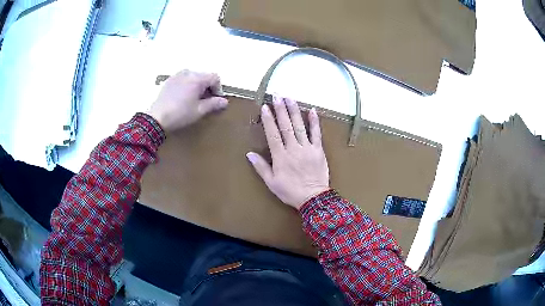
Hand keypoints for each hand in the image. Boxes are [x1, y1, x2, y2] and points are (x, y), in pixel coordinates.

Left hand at [146, 70, 228, 131]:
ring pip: (194, 77)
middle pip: (204, 76)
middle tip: (205, 101)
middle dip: (208, 87)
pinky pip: (184, 79)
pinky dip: (187, 86)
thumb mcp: (199, 111)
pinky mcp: (169, 80)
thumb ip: (214, 104)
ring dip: (198, 86)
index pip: (215, 77)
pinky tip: (183, 98)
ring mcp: (177, 75)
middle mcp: (188, 72)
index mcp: (197, 78)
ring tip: (193, 100)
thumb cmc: (180, 114)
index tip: (215, 100)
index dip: (218, 88)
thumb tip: (224, 101)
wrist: (156, 118)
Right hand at [247, 96, 329, 209]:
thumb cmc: (290, 191)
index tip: (265, 107)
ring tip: (290, 98)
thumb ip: (261, 167)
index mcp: (281, 157)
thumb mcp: (272, 183)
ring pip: (300, 126)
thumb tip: (249, 154)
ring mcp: (307, 148)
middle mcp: (293, 149)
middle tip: (277, 95)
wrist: (313, 199)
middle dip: (280, 109)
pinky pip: (317, 134)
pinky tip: (312, 110)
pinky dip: (315, 122)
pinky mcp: (318, 150)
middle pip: (286, 126)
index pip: (273, 134)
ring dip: (294, 111)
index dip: (268, 120)